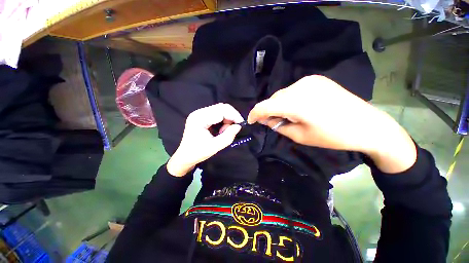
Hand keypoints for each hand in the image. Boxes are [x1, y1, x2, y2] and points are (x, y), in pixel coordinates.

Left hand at [167, 103, 243, 176]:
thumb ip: (228, 136)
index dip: (234, 115)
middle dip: (231, 117)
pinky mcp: (201, 116)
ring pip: (220, 109)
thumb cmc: (197, 153)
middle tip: (234, 129)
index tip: (241, 125)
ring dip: (227, 119)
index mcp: (200, 118)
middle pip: (221, 107)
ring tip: (224, 132)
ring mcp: (200, 113)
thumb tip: (238, 126)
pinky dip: (223, 120)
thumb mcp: (214, 147)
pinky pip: (217, 113)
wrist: (185, 156)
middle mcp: (199, 112)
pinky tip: (220, 129)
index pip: (221, 110)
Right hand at [248, 75, 415, 172]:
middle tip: (271, 122)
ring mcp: (309, 80)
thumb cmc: (332, 136)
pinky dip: (289, 100)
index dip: (255, 114)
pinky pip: (293, 90)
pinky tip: (297, 108)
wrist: (367, 125)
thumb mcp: (300, 136)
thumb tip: (266, 119)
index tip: (251, 121)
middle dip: (268, 111)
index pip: (265, 106)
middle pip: (273, 99)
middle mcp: (300, 86)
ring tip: (286, 116)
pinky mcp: (316, 80)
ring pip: (282, 94)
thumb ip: (278, 126)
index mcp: (296, 103)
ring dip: (279, 105)